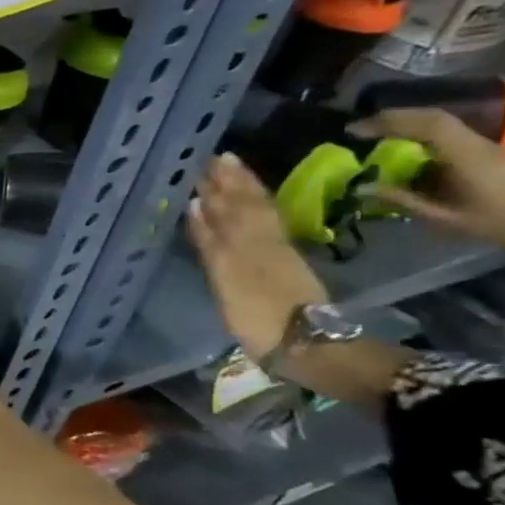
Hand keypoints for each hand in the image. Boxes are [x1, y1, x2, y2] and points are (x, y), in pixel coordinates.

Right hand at [187, 154, 327, 360]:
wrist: (308, 346)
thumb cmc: (260, 317)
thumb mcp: (229, 279)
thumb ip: (211, 242)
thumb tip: (196, 204)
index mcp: (249, 243)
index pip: (232, 205)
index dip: (220, 183)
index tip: (206, 159)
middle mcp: (262, 242)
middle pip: (245, 206)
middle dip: (231, 182)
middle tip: (216, 158)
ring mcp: (275, 254)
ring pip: (257, 215)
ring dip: (242, 193)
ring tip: (229, 174)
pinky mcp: (285, 267)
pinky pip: (265, 228)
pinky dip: (251, 215)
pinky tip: (240, 211)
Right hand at [352, 108, 504, 255]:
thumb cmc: (492, 221)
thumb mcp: (443, 217)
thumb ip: (402, 200)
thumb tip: (361, 188)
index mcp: (468, 157)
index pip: (429, 126)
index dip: (389, 123)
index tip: (354, 131)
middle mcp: (475, 143)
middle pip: (433, 117)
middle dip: (391, 117)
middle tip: (356, 128)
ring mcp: (479, 143)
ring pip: (438, 119)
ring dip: (402, 120)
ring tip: (371, 130)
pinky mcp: (476, 146)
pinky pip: (442, 128)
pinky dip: (414, 127)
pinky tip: (396, 138)